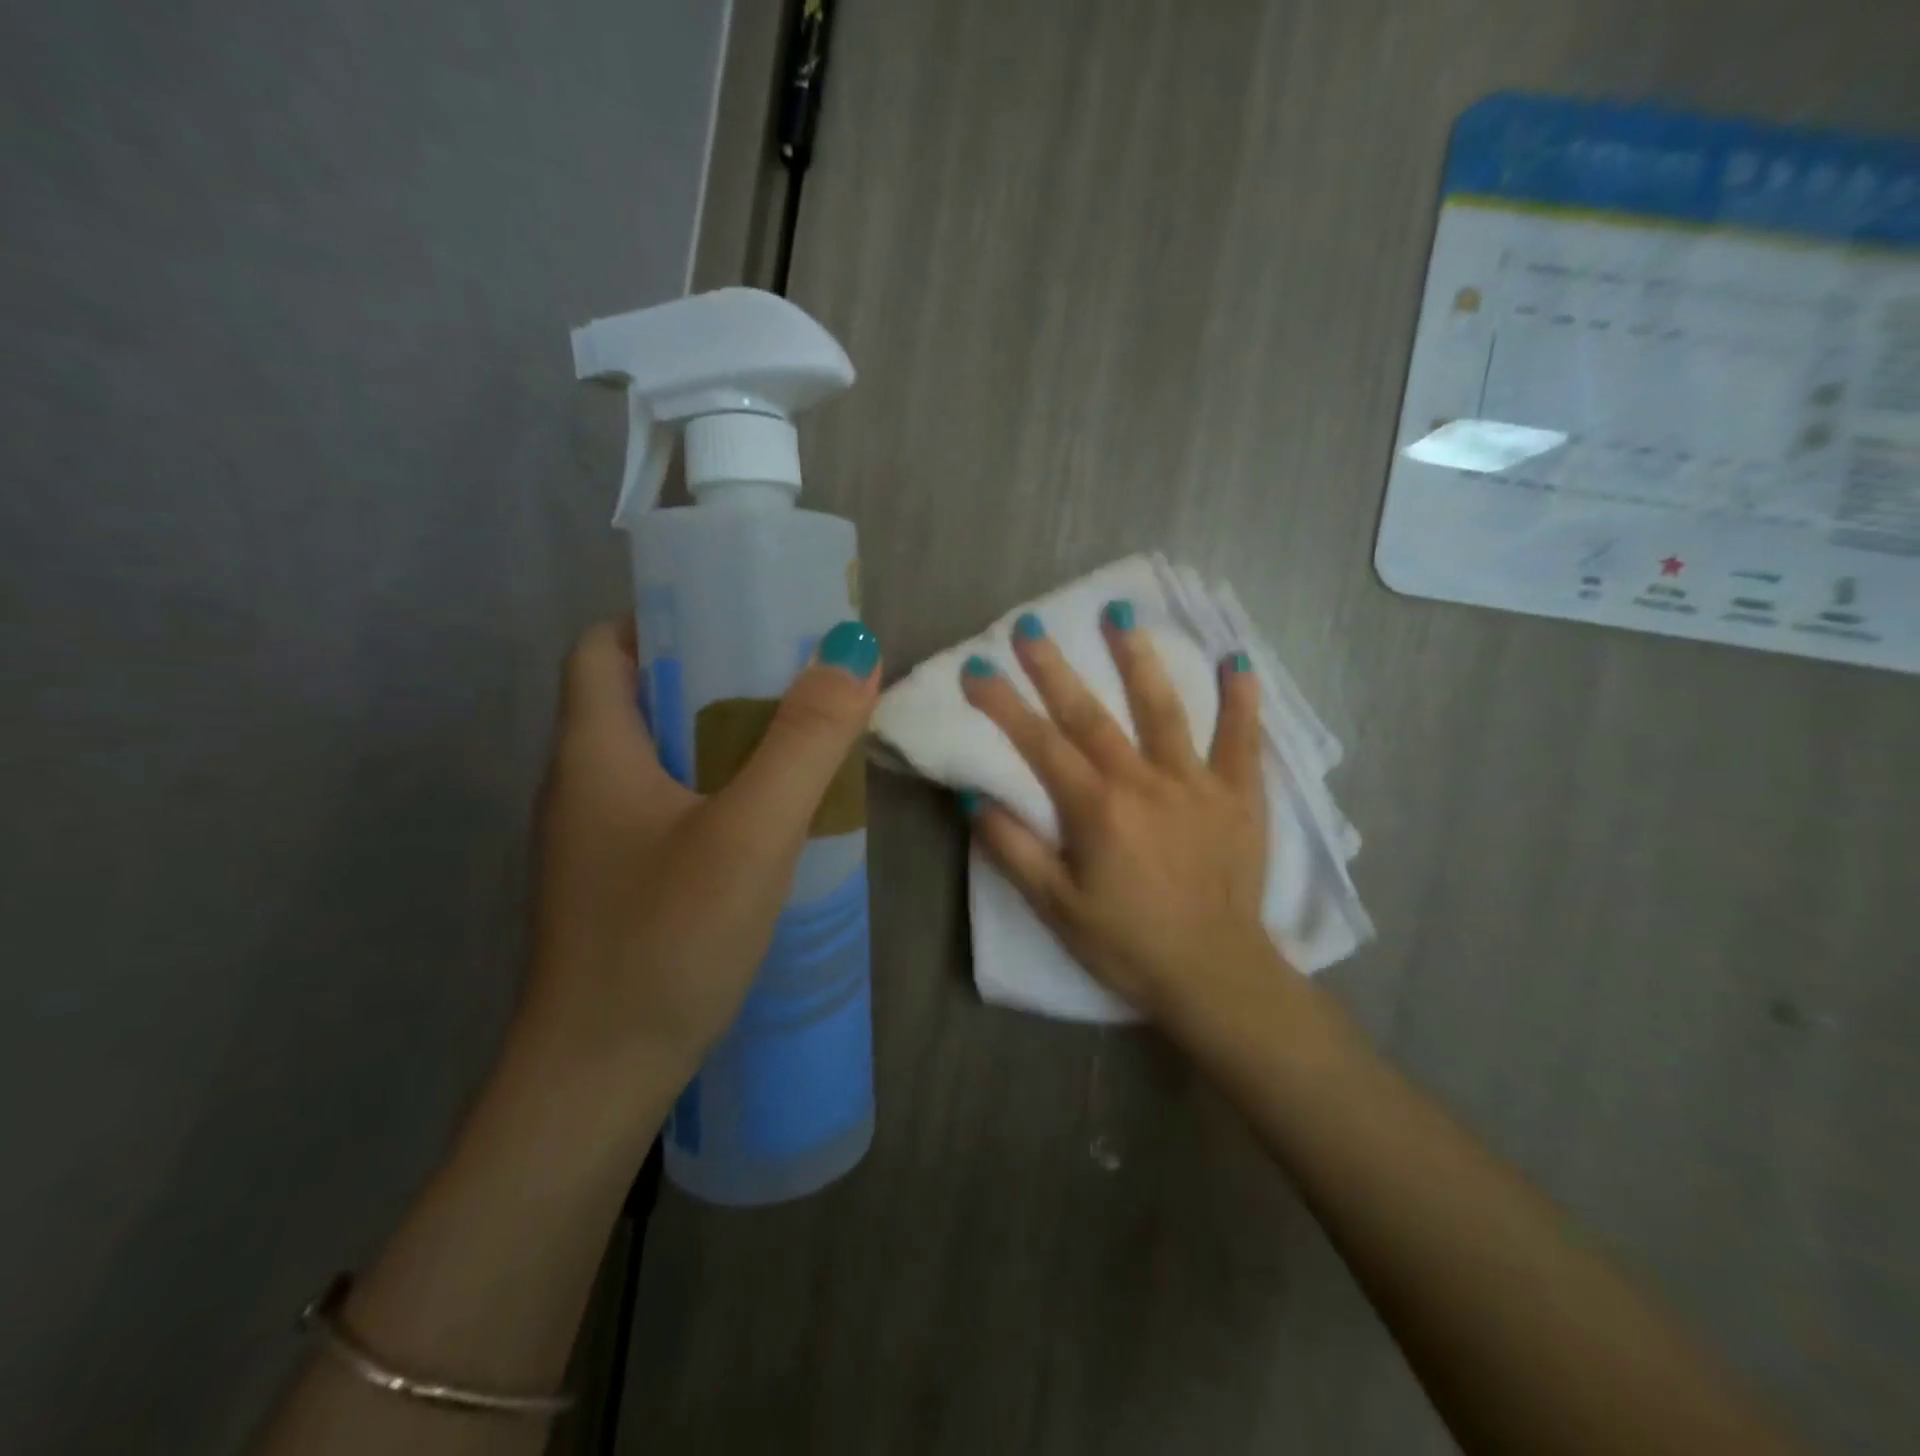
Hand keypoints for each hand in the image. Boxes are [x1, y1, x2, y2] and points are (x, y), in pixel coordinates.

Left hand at [516, 616, 880, 1100]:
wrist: (598, 1084)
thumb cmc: (664, 942)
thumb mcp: (751, 832)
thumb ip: (805, 741)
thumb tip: (854, 650)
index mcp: (593, 750)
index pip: (603, 645)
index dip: (664, 618)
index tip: (740, 621)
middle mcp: (585, 785)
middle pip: (643, 697)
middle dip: (718, 678)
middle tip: (796, 680)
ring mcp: (601, 841)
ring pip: (666, 758)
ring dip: (728, 740)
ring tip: (802, 740)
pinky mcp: (625, 884)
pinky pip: (677, 809)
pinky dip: (724, 793)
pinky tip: (777, 818)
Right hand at [959, 604, 1275, 1022]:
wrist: (1214, 974)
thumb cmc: (1126, 943)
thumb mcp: (1055, 907)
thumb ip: (1013, 849)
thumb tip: (971, 796)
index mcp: (1096, 809)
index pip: (1039, 743)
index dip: (1003, 703)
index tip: (977, 667)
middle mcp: (1144, 782)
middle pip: (1091, 714)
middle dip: (1055, 667)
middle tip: (1031, 624)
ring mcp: (1196, 783)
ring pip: (1164, 709)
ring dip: (1139, 659)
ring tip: (1121, 614)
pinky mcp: (1239, 795)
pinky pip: (1242, 740)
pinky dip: (1242, 700)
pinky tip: (1238, 660)